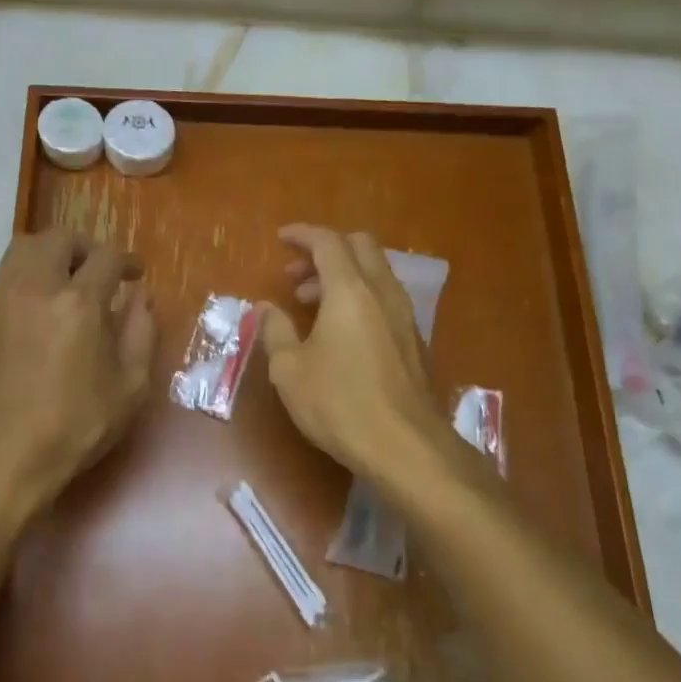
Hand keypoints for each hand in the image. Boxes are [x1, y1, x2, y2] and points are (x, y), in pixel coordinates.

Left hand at [0, 228, 157, 510]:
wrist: (1, 460)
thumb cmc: (75, 428)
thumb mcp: (130, 388)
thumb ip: (141, 334)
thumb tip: (141, 298)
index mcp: (77, 303)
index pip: (106, 257)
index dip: (127, 260)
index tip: (135, 274)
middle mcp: (32, 289)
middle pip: (55, 239)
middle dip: (82, 247)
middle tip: (96, 270)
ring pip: (19, 254)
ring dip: (47, 259)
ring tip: (61, 287)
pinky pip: (0, 291)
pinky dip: (21, 294)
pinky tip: (30, 328)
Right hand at [258, 224, 458, 486]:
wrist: (405, 446)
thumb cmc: (339, 404)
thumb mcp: (290, 370)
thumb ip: (275, 331)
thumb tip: (267, 308)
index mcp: (350, 291)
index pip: (328, 242)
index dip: (302, 234)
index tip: (281, 238)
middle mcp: (382, 293)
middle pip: (360, 247)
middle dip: (325, 250)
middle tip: (295, 274)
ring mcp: (404, 316)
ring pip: (375, 272)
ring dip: (342, 275)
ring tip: (309, 303)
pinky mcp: (413, 340)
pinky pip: (384, 298)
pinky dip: (359, 297)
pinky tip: (339, 330)